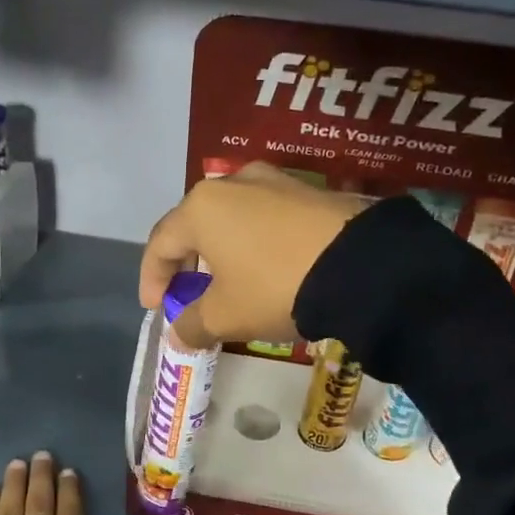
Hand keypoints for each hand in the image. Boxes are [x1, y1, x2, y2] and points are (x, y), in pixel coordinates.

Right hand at [139, 161, 369, 349]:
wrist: (362, 265)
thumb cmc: (276, 286)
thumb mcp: (228, 315)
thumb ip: (192, 324)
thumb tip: (176, 333)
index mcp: (202, 207)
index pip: (161, 242)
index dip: (152, 278)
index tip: (156, 307)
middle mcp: (233, 183)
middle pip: (195, 223)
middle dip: (187, 261)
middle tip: (189, 292)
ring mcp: (274, 181)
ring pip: (232, 217)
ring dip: (221, 249)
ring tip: (229, 280)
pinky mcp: (308, 190)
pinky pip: (265, 216)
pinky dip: (254, 240)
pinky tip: (267, 265)